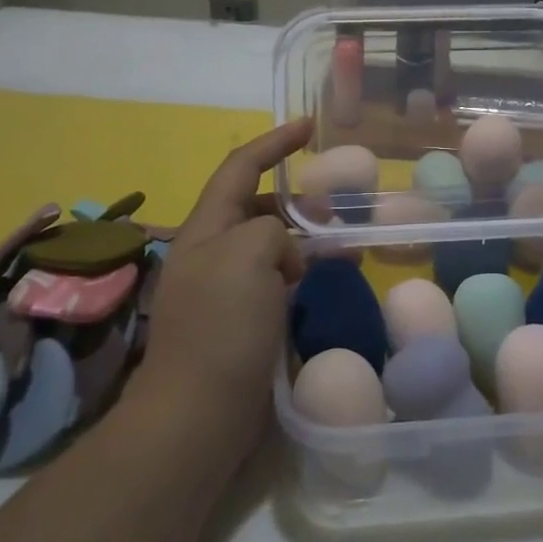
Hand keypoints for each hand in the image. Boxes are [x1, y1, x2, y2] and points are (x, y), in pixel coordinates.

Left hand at [138, 119, 311, 449]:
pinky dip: (302, 275)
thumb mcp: (248, 255)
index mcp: (206, 228)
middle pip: (257, 207)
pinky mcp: (241, 323)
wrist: (198, 415)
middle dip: (297, 200)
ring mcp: (225, 290)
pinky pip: (276, 282)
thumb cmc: (221, 326)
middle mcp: (212, 252)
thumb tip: (286, 256)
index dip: (274, 142)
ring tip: (344, 248)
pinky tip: (326, 285)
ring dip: (305, 241)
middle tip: (338, 210)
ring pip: (271, 247)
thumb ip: (272, 230)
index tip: (308, 126)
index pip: (240, 167)